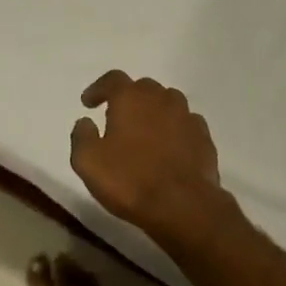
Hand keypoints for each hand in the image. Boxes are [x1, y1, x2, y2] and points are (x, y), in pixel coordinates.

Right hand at [69, 71, 240, 247]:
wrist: (183, 206)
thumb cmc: (130, 180)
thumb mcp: (88, 161)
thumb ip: (82, 136)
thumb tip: (85, 122)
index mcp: (131, 98)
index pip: (112, 79)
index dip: (98, 89)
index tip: (88, 103)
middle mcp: (161, 99)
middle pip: (142, 88)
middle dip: (128, 99)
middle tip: (116, 118)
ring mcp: (186, 117)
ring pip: (167, 103)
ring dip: (153, 112)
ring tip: (144, 132)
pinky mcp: (203, 138)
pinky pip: (185, 124)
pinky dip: (174, 130)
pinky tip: (168, 148)